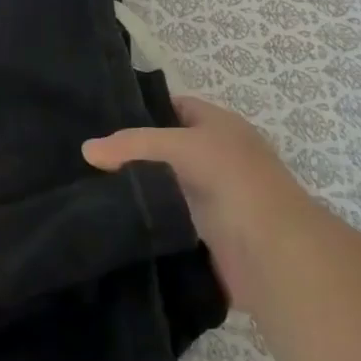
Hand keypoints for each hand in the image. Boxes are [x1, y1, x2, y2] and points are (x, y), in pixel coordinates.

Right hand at [84, 95, 315, 306]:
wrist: (273, 253)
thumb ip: (133, 145)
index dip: (143, 110)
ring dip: (139, 191)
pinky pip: (168, 223)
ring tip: (89, 189)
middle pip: (167, 149)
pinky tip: (113, 222)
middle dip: (134, 154)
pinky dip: (147, 224)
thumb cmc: (233, 179)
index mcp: (220, 126)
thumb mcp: (181, 146)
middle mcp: (218, 158)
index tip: (101, 119)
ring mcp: (213, 199)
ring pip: (166, 188)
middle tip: (88, 158)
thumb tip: (87, 149)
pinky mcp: (205, 238)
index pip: (175, 107)